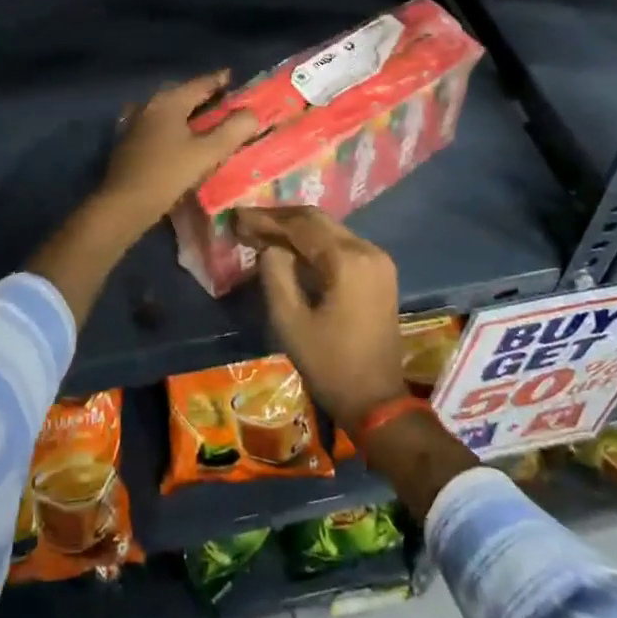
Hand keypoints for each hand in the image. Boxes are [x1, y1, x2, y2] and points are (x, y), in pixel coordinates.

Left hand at [99, 71, 259, 235]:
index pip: (200, 83)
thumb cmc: (168, 175)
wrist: (123, 204)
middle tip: (224, 101)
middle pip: (182, 94)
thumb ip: (233, 131)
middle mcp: (150, 105)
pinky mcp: (129, 141)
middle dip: (203, 95)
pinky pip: (158, 125)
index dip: (219, 80)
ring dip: (187, 112)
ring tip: (206, 120)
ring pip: (168, 110)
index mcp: (169, 102)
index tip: (234, 77)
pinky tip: (181, 139)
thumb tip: (253, 113)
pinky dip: (174, 126)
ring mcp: (136, 123)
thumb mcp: (207, 153)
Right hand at [237, 206, 405, 432]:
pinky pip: (341, 245)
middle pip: (317, 220)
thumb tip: (269, 247)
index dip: (267, 219)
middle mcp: (367, 250)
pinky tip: (290, 248)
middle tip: (247, 221)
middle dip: (280, 219)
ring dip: (296, 229)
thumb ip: (275, 274)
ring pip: (330, 230)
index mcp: (347, 260)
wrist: (376, 401)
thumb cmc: (329, 364)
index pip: (301, 225)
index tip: (237, 216)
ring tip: (262, 232)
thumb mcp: (290, 321)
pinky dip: (314, 242)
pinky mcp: (379, 271)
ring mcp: (378, 259)